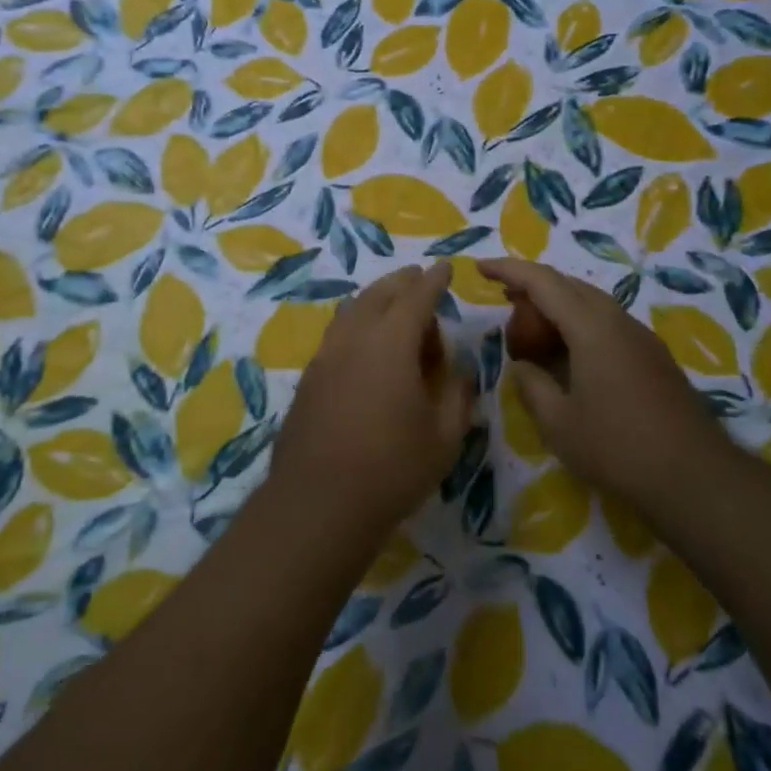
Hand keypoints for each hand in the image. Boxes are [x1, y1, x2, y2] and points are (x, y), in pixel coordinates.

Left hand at [270, 263, 477, 547]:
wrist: (318, 503)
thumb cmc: (392, 468)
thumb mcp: (444, 437)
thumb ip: (457, 396)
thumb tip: (460, 371)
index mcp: (390, 343)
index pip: (416, 297)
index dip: (433, 280)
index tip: (444, 267)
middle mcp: (354, 338)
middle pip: (379, 295)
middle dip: (402, 283)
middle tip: (420, 280)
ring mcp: (325, 356)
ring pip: (352, 311)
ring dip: (376, 300)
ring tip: (394, 308)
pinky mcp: (309, 378)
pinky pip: (337, 334)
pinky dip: (357, 324)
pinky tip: (365, 345)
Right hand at [477, 258, 729, 511]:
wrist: (696, 477)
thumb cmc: (618, 448)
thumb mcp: (558, 423)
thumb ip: (532, 386)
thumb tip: (522, 367)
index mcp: (592, 328)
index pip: (543, 282)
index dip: (509, 270)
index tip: (481, 267)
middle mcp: (618, 322)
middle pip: (570, 285)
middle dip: (533, 284)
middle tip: (503, 297)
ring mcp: (641, 338)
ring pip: (591, 302)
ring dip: (557, 304)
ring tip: (530, 323)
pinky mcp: (653, 357)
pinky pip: (607, 322)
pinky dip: (578, 323)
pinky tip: (567, 351)